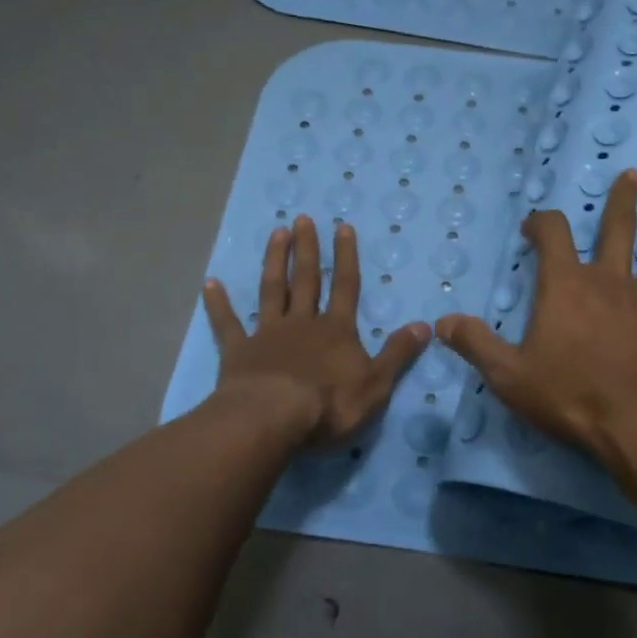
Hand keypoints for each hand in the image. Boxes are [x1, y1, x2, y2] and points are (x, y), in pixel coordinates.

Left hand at [203, 215, 429, 446]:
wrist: (273, 419)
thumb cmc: (329, 405)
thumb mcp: (376, 384)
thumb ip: (398, 353)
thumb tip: (426, 326)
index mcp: (336, 331)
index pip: (345, 287)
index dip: (346, 257)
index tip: (342, 227)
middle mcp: (302, 323)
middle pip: (307, 279)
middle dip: (307, 249)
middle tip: (302, 219)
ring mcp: (268, 334)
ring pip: (272, 290)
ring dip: (274, 262)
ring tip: (276, 233)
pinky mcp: (238, 351)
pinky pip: (227, 323)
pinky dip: (218, 304)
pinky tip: (210, 283)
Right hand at [435, 170, 636, 477]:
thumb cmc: (569, 395)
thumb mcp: (508, 374)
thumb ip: (475, 344)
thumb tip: (443, 322)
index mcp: (567, 286)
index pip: (553, 235)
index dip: (541, 223)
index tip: (532, 227)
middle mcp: (610, 283)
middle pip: (619, 231)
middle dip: (623, 202)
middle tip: (633, 175)